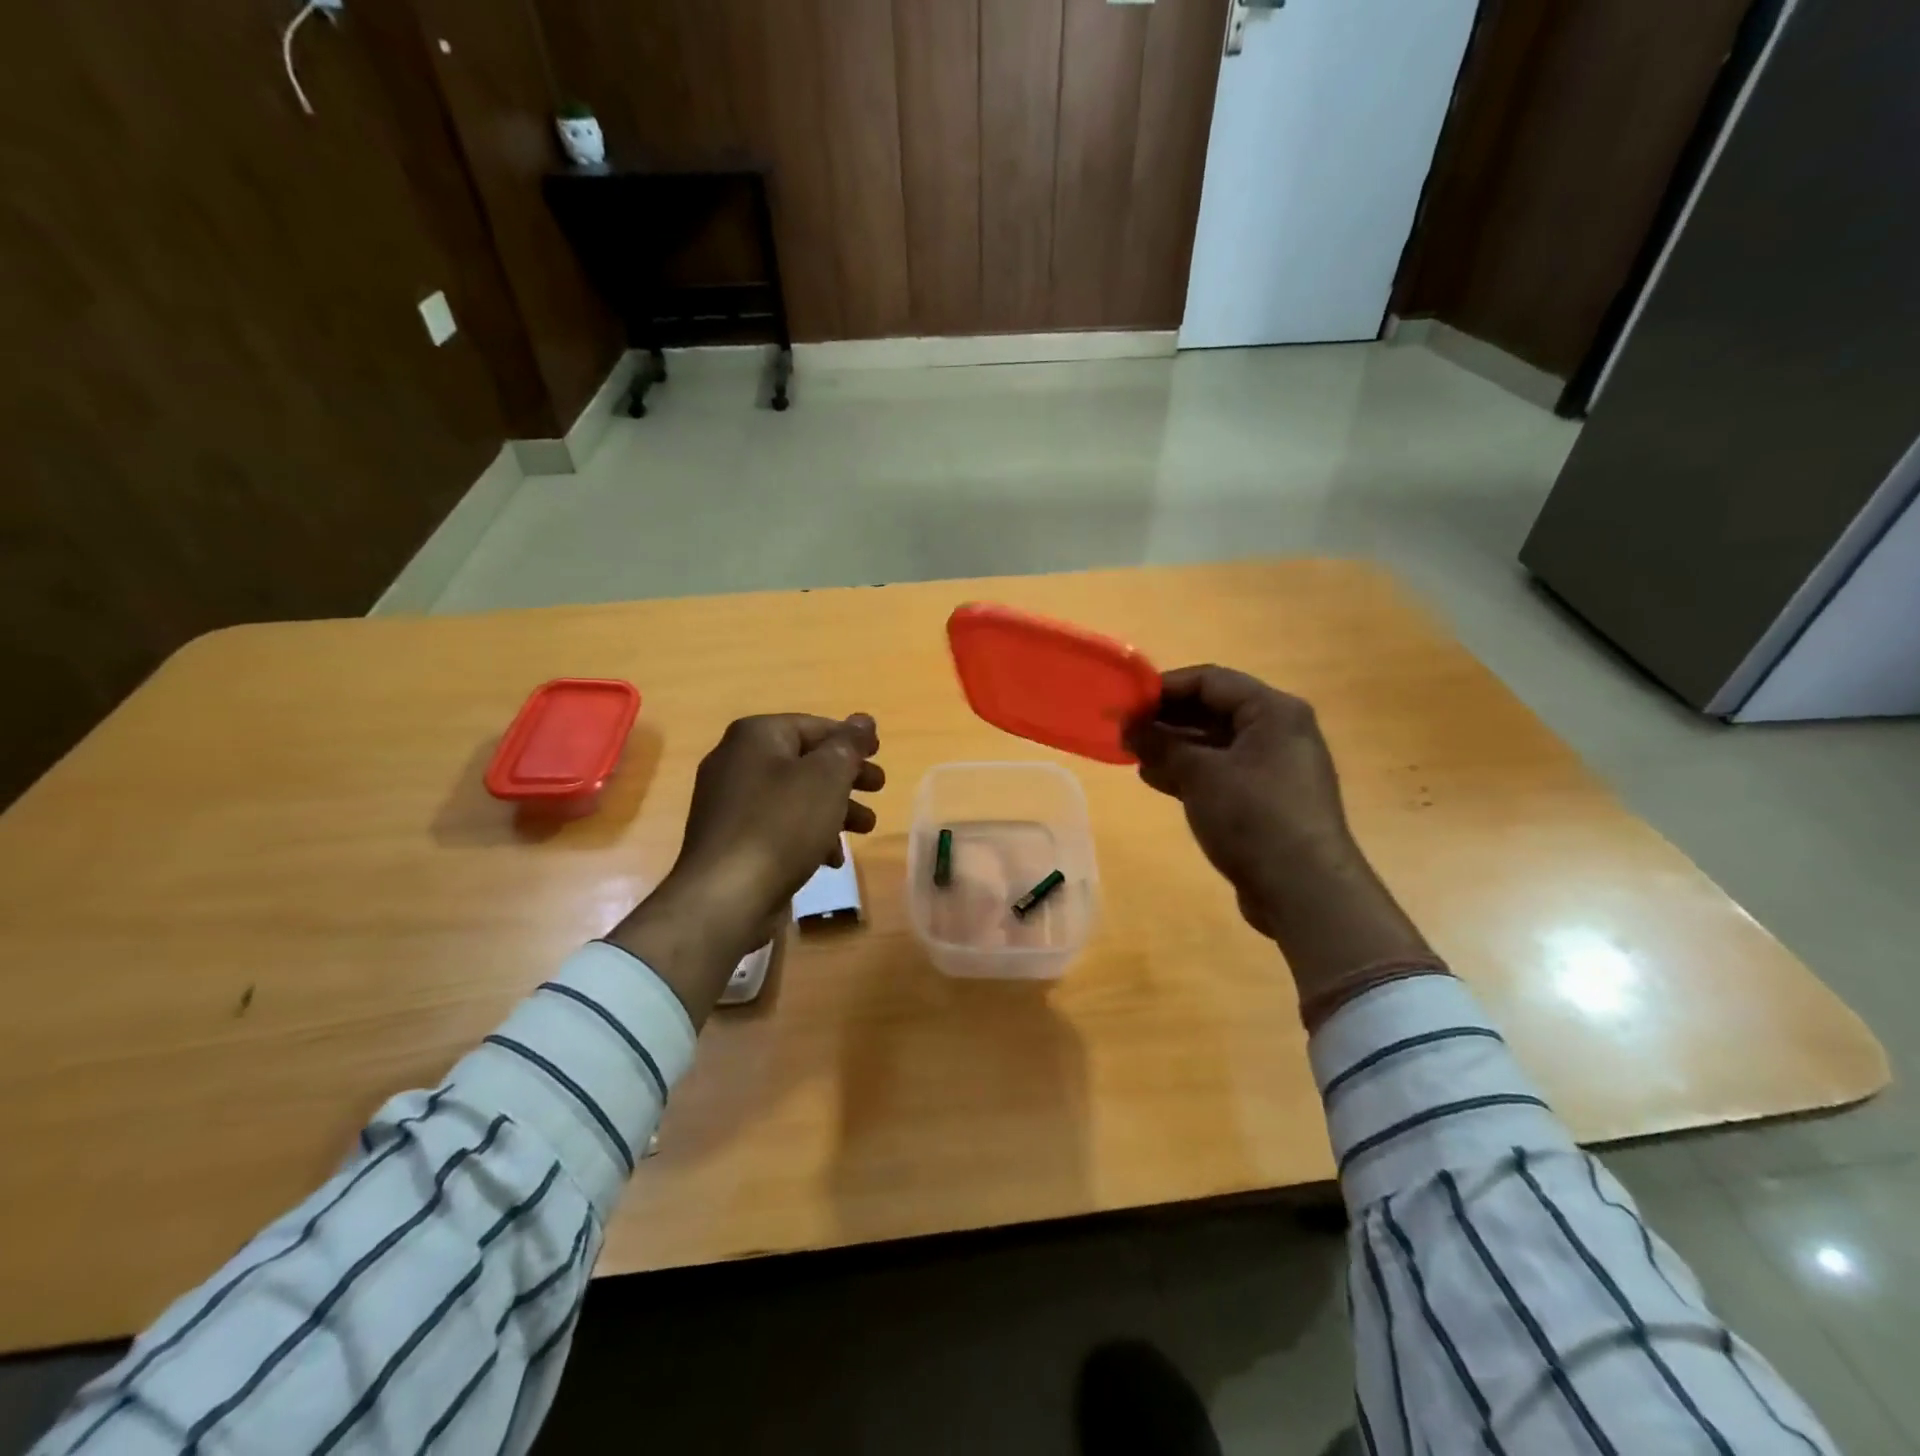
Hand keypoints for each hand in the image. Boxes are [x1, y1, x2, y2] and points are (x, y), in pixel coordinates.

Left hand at [674, 713, 883, 922]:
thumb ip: (848, 745)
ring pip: (795, 796)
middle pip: (805, 761)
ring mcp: (729, 803)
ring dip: (834, 809)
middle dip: (846, 777)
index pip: (813, 725)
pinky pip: (778, 826)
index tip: (879, 756)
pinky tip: (830, 860)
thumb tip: (863, 719)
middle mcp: (736, 761)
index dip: (850, 739)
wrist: (726, 896)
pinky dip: (807, 835)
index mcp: (755, 736)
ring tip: (866, 828)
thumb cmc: (782, 824)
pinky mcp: (731, 840)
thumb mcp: (826, 777)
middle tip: (879, 788)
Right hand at [1124, 667, 1352, 937]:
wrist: (1304, 889)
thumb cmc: (1253, 816)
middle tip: (1125, 730)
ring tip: (1133, 755)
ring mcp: (1276, 768)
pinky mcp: (1268, 800)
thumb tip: (1128, 726)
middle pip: (1214, 710)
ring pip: (1216, 744)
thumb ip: (1160, 744)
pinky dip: (1191, 772)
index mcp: (1272, 711)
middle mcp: (1279, 731)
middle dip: (1167, 719)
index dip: (1164, 687)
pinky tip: (1157, 780)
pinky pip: (1223, 772)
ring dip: (1175, 747)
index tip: (1125, 701)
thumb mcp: (1200, 774)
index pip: (1210, 681)